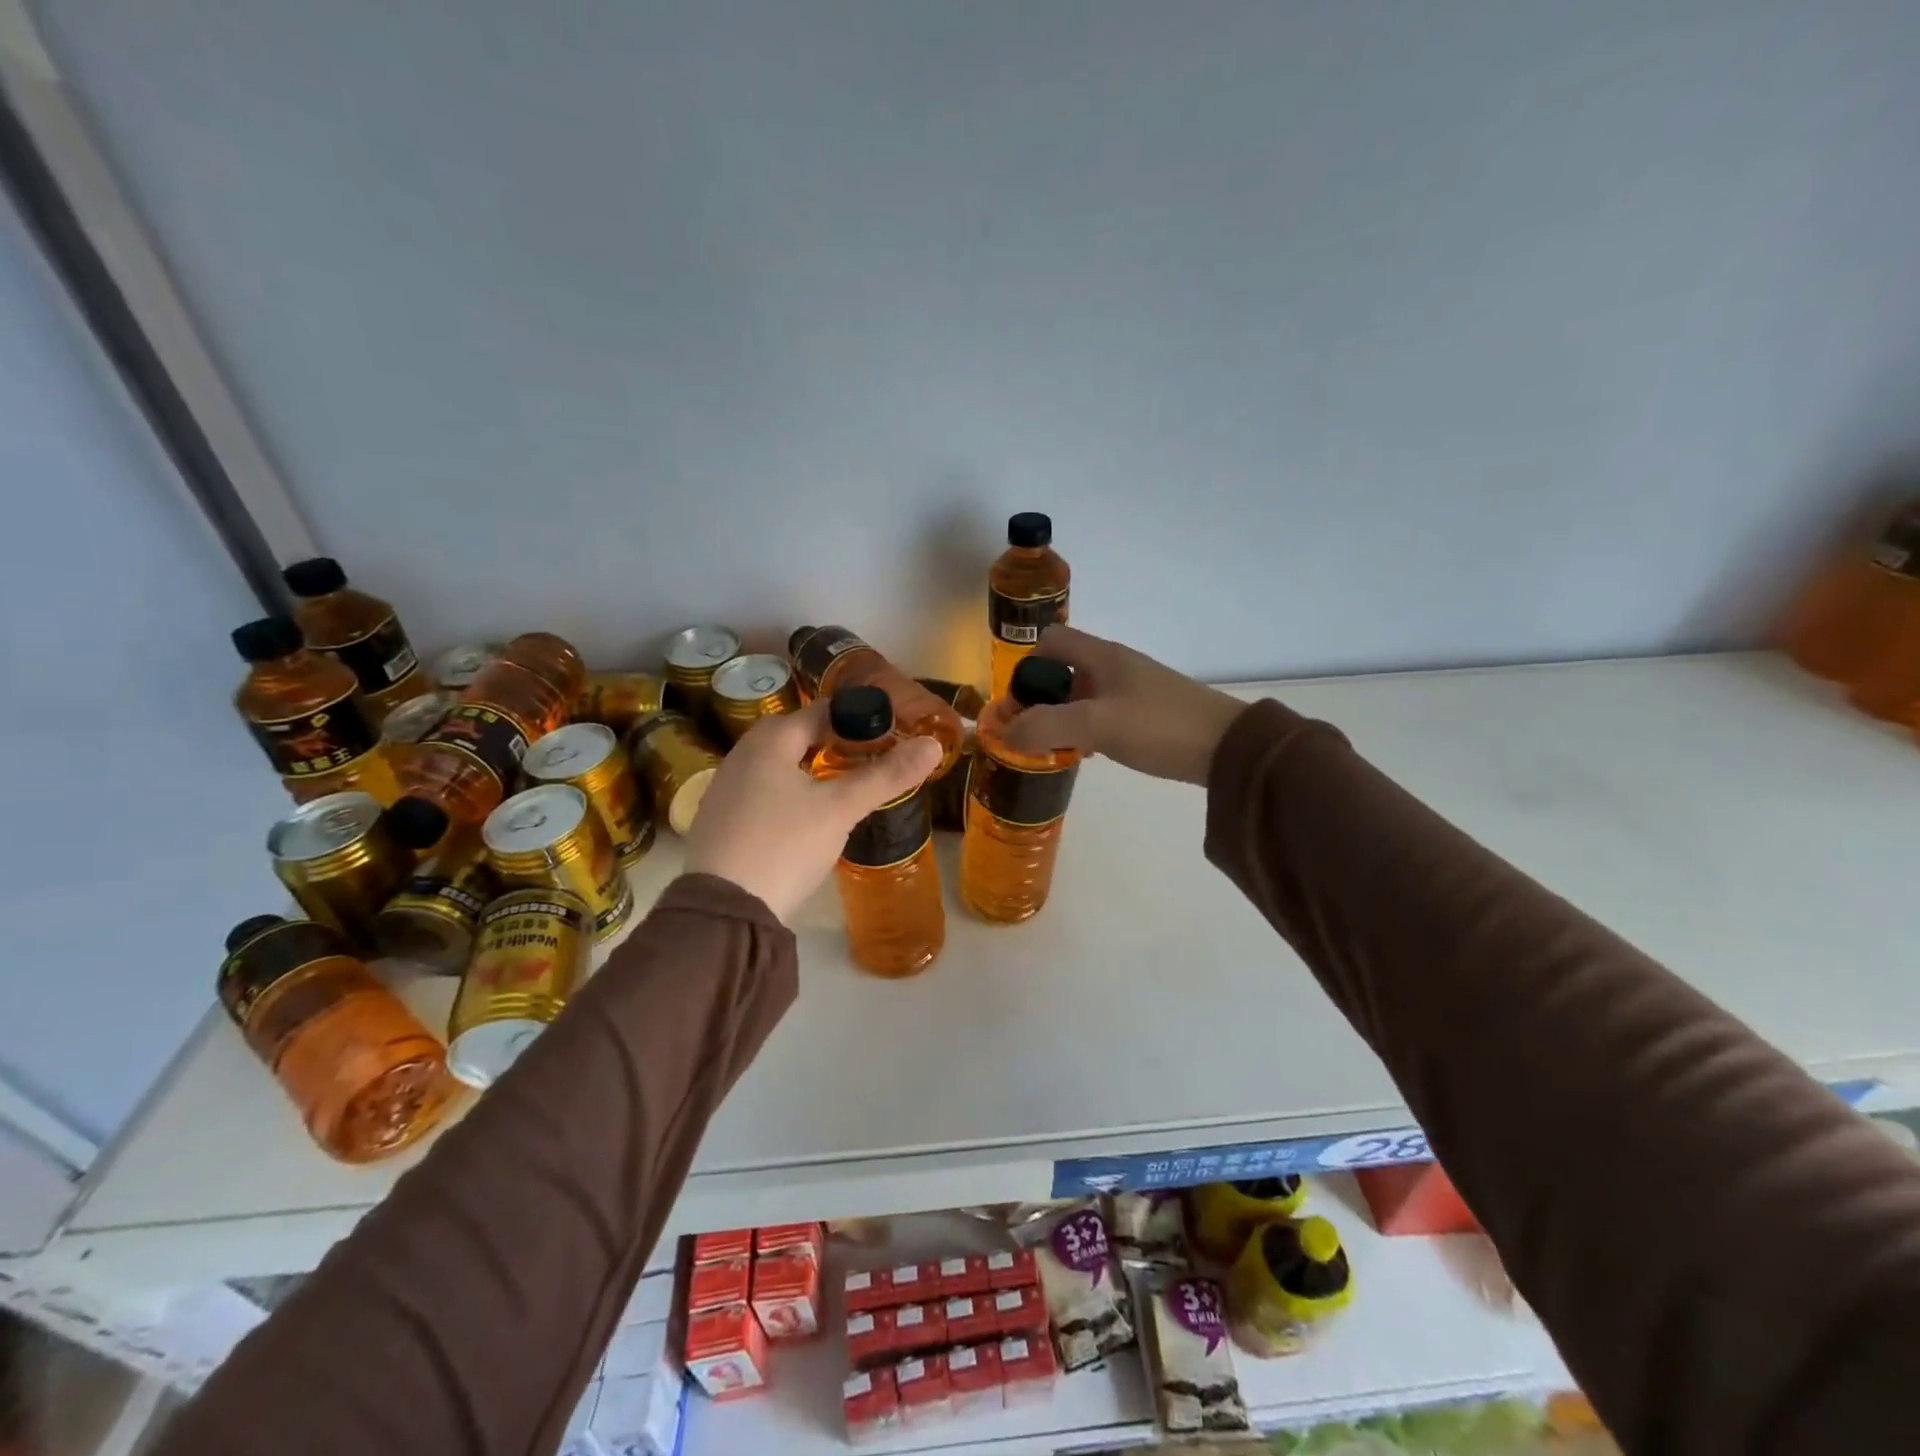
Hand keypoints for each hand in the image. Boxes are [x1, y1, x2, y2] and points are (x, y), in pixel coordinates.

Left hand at [683, 699, 941, 919]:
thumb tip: (933, 745)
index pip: (822, 712)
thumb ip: (887, 776)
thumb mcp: (841, 809)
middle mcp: (742, 754)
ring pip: (780, 766)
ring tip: (847, 789)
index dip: (858, 719)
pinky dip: (792, 794)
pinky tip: (808, 819)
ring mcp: (726, 788)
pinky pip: (765, 792)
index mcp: (769, 740)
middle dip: (836, 745)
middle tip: (873, 762)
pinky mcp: (722, 820)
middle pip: (799, 737)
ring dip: (813, 771)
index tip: (890, 735)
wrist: (723, 911)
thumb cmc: (784, 845)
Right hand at [999, 624, 1246, 784]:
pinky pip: (1102, 713)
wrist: (1228, 748)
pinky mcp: (1147, 712)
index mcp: (1101, 656)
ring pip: (1082, 695)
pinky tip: (1089, 754)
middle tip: (1031, 732)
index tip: (1019, 702)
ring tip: (1055, 749)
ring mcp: (1133, 688)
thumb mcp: (1096, 726)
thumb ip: (1046, 726)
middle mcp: (1114, 665)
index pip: (1050, 641)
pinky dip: (1086, 729)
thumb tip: (1006, 733)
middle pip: (1063, 670)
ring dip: (1062, 717)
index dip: (1027, 666)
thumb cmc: (1158, 726)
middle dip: (1041, 699)